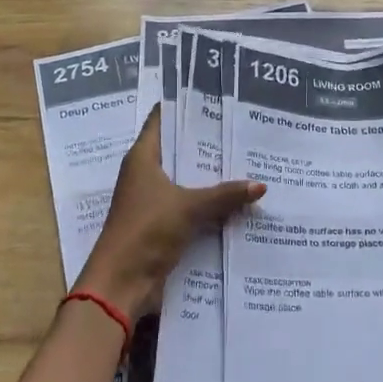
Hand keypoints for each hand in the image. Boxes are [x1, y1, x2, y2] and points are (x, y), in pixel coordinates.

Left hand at [73, 106, 264, 321]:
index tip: (216, 97)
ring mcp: (153, 201)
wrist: (121, 284)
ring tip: (247, 161)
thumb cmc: (146, 231)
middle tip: (243, 129)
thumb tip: (261, 185)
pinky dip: (209, 203)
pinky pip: (190, 206)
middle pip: (179, 150)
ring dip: (211, 176)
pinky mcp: (161, 225)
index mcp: (142, 158)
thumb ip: (224, 195)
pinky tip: (237, 200)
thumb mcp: (189, 208)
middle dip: (208, 143)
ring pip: (187, 180)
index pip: (163, 120)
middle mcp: (145, 174)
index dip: (186, 106)